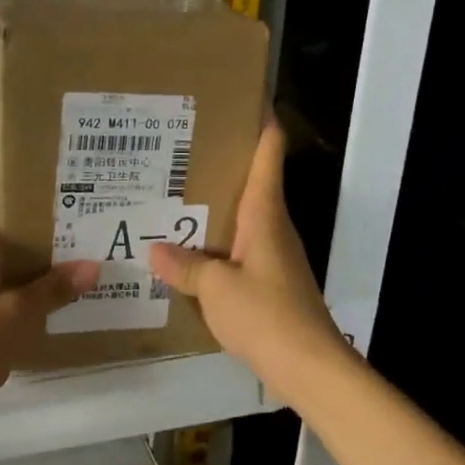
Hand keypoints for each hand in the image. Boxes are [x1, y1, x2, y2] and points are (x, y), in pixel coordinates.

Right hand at [149, 118, 347, 390]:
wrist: (309, 366)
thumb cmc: (266, 315)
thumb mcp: (216, 289)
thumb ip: (185, 267)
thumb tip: (155, 251)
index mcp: (265, 214)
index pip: (269, 155)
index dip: (262, 123)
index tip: (243, 97)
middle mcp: (273, 226)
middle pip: (253, 180)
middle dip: (223, 161)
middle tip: (182, 146)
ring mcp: (274, 254)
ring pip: (243, 216)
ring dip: (216, 203)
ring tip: (176, 192)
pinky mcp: (270, 280)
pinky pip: (239, 247)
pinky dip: (217, 240)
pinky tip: (190, 249)